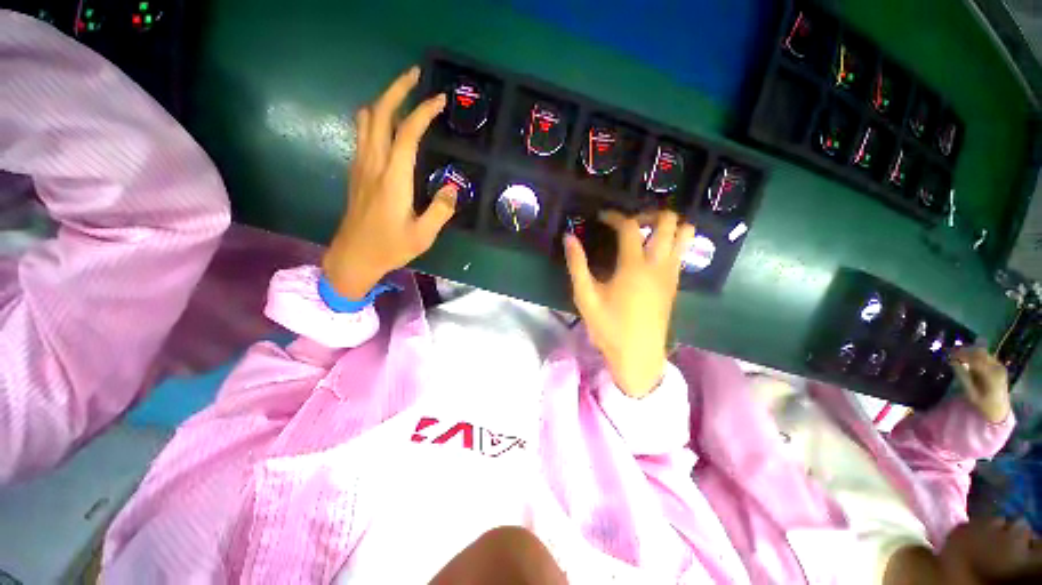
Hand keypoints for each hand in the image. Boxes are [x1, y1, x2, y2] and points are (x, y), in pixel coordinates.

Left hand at [322, 66, 455, 298]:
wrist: (353, 257)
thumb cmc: (390, 248)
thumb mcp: (423, 236)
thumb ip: (440, 210)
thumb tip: (452, 187)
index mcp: (393, 179)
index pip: (407, 133)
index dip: (423, 111)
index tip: (439, 99)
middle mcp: (374, 164)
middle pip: (379, 113)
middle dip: (396, 89)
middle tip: (415, 76)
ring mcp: (361, 166)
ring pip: (366, 120)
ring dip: (383, 101)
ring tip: (402, 95)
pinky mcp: (357, 172)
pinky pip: (362, 134)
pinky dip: (374, 118)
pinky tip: (387, 124)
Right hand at [563, 210, 693, 397]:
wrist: (638, 356)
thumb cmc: (609, 327)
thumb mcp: (585, 296)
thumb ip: (577, 264)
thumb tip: (569, 237)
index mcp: (634, 266)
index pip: (630, 226)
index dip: (615, 216)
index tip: (601, 217)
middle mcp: (658, 264)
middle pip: (668, 221)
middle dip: (649, 213)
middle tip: (628, 223)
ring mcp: (671, 273)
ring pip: (685, 233)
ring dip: (667, 225)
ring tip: (645, 233)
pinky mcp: (675, 283)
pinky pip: (682, 250)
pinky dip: (672, 240)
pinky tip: (651, 252)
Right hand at [950, 347, 1010, 423]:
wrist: (1000, 409)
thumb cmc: (983, 404)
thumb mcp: (971, 393)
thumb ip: (962, 377)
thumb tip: (952, 362)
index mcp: (990, 374)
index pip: (974, 358)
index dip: (960, 355)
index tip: (949, 355)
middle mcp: (997, 367)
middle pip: (980, 352)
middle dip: (965, 351)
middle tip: (952, 353)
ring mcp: (999, 366)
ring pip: (983, 352)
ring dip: (970, 352)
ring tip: (958, 356)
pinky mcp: (999, 366)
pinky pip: (986, 356)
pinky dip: (976, 356)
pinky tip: (969, 360)